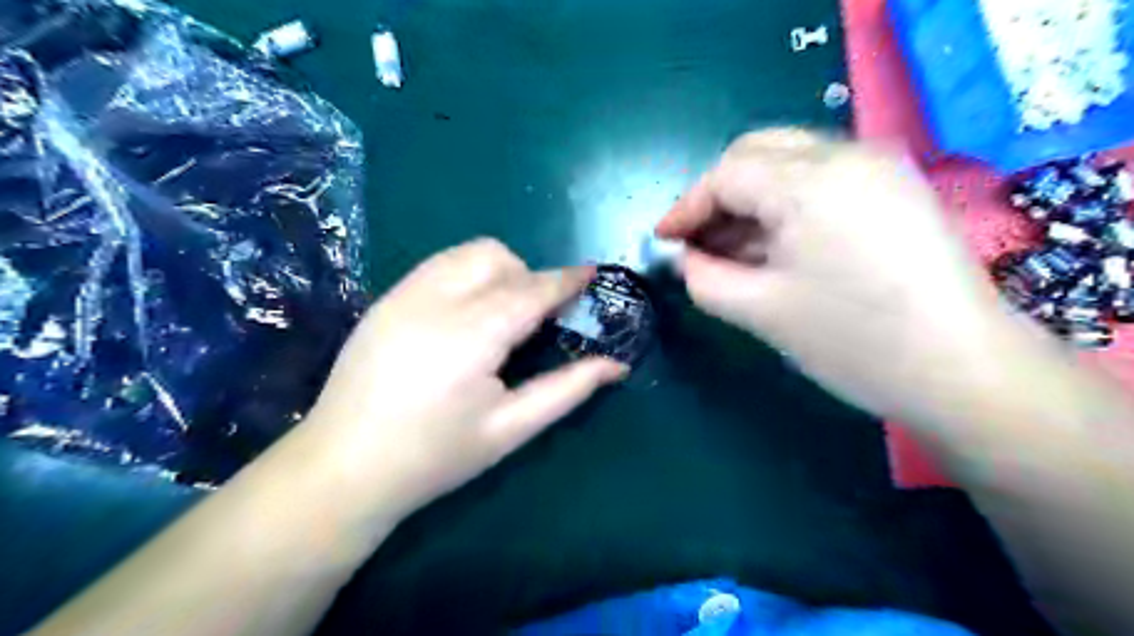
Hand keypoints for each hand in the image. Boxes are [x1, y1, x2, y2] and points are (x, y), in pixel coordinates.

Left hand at [310, 242, 627, 518]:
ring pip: (466, 254)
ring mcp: (403, 295)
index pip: (531, 290)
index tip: (592, 273)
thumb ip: (567, 389)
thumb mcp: (510, 429)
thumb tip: (616, 365)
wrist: (343, 469)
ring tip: (501, 314)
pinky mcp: (384, 300)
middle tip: (538, 318)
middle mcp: (435, 300)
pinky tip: (464, 316)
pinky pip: (438, 265)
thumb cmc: (435, 457)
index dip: (566, 280)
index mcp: (472, 335)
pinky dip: (466, 275)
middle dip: (529, 276)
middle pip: (497, 258)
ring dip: (498, 271)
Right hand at [657, 130, 1020, 436]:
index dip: (687, 206)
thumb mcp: (760, 312)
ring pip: (789, 164)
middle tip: (696, 241)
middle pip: (758, 153)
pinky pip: (821, 182)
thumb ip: (705, 278)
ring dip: (750, 202)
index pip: (727, 174)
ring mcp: (880, 168)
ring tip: (728, 250)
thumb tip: (686, 259)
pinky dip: (785, 206)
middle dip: (717, 196)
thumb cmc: (853, 343)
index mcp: (810, 182)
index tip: (663, 240)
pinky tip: (772, 246)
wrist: (964, 372)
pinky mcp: (896, 189)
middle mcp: (848, 155)